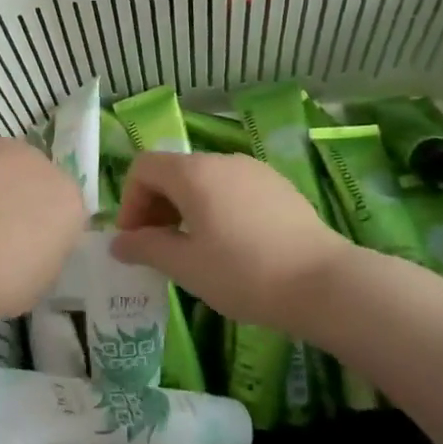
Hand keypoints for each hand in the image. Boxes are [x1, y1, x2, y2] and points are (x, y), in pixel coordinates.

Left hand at [0, 125, 86, 319]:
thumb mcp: (33, 289)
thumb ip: (44, 258)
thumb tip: (34, 247)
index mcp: (68, 203)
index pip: (65, 213)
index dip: (44, 232)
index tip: (23, 251)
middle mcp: (42, 164)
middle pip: (35, 179)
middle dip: (19, 198)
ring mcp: (1, 144)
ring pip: (1, 159)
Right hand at [111, 151, 353, 335]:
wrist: (325, 283)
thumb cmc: (244, 273)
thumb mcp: (186, 266)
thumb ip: (146, 248)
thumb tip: (118, 243)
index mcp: (193, 172)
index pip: (143, 167)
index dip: (130, 201)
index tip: (136, 240)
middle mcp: (222, 160)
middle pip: (173, 171)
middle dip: (156, 206)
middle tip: (159, 248)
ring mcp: (254, 170)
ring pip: (204, 181)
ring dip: (186, 208)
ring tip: (194, 250)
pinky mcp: (279, 186)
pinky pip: (233, 189)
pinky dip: (217, 208)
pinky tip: (232, 245)